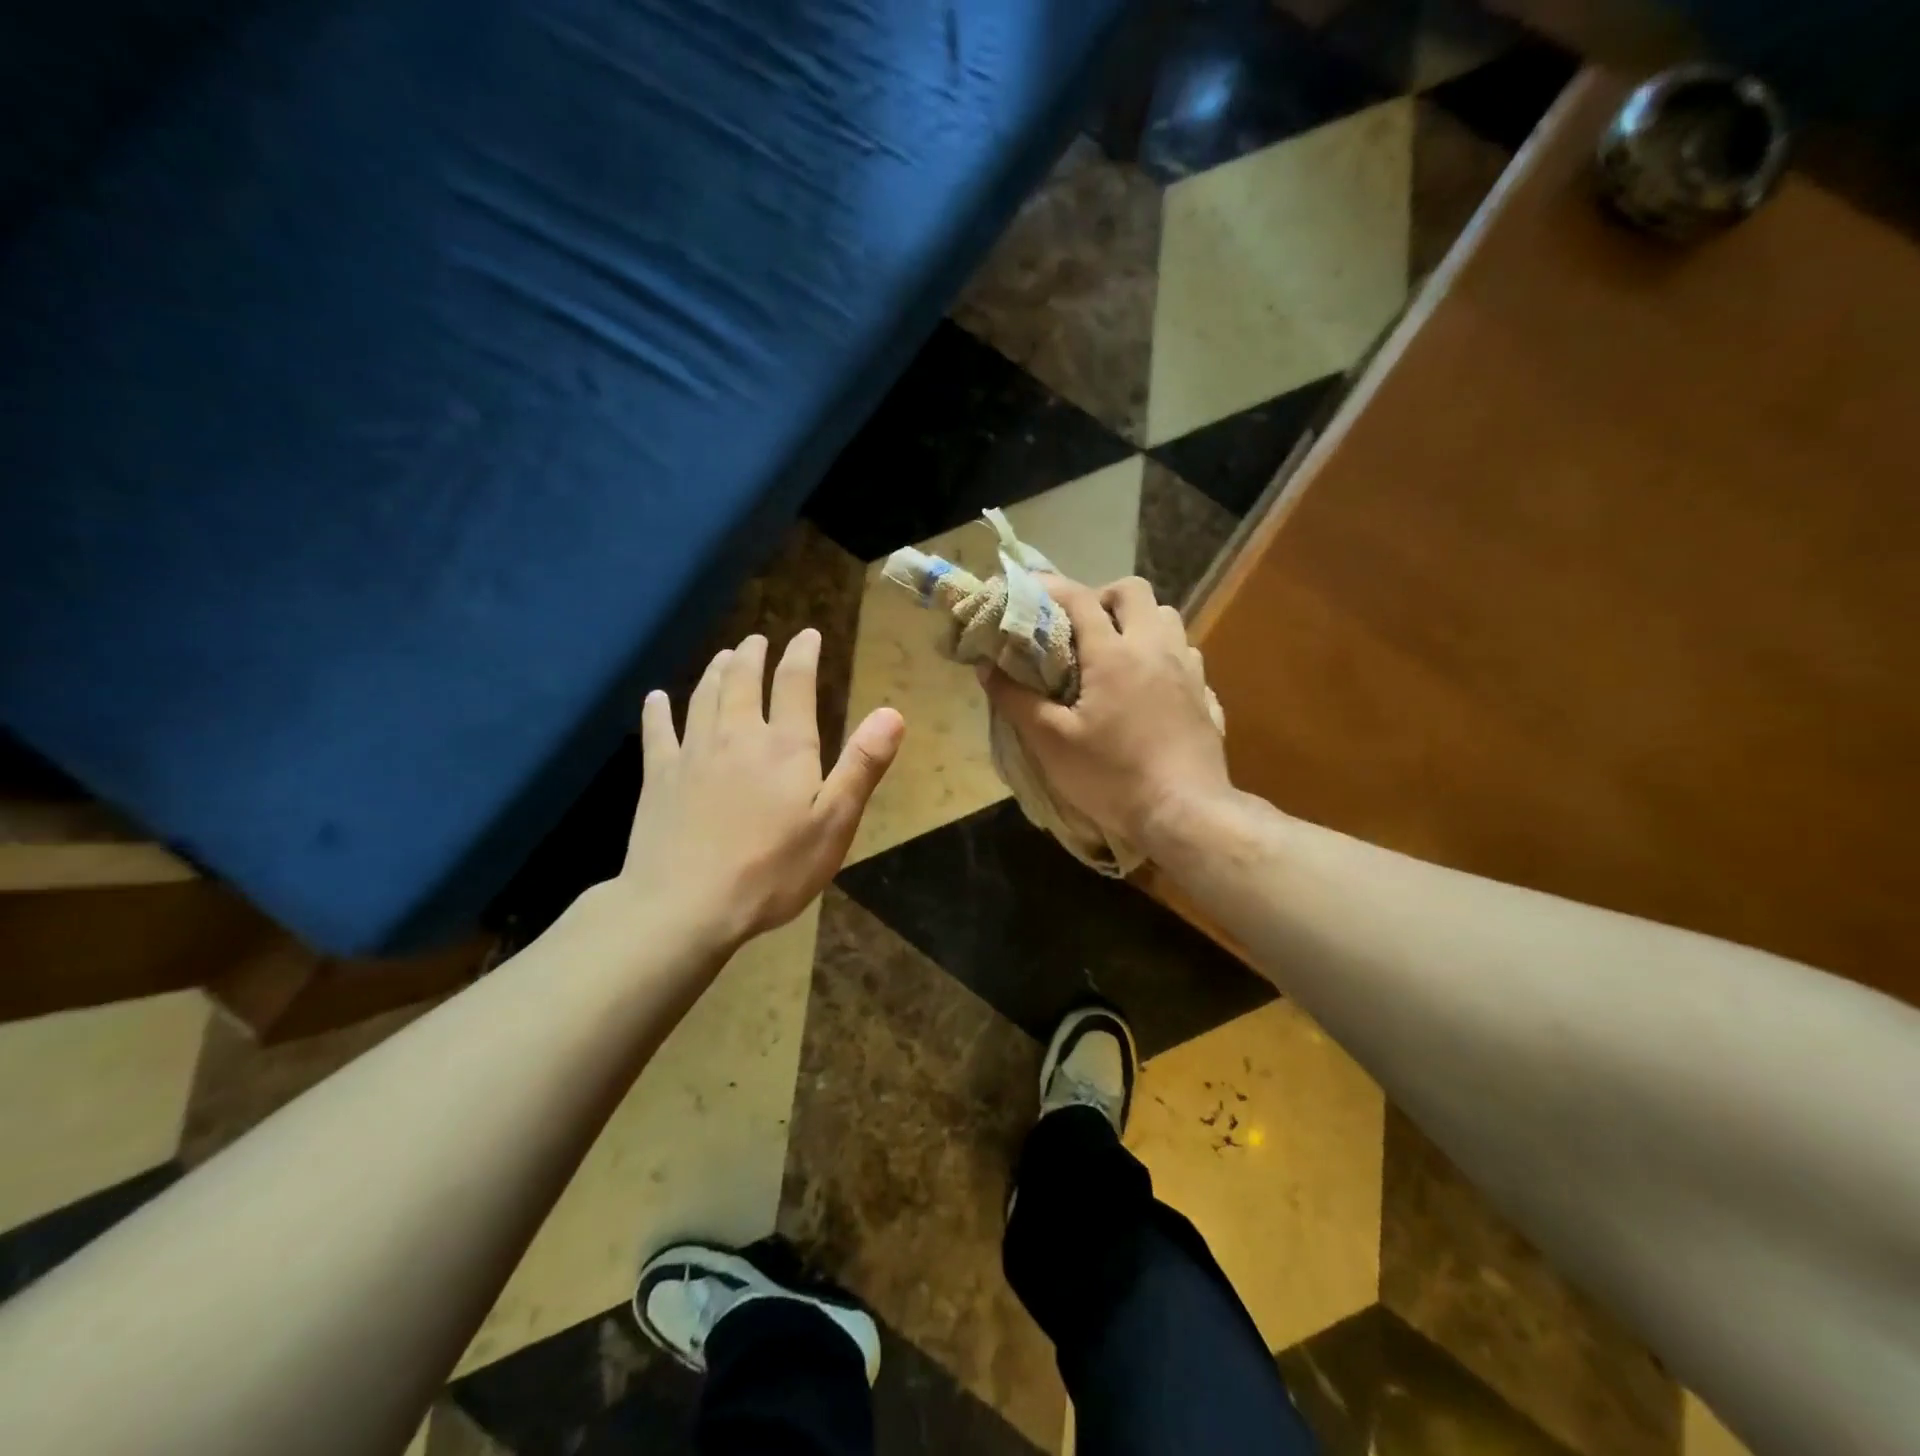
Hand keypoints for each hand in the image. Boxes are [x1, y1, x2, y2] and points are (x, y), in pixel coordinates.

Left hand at [620, 629, 903, 951]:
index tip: (807, 634)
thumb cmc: (772, 870)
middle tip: (756, 640)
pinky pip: (656, 732)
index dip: (802, 654)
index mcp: (784, 746)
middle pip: (741, 680)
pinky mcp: (658, 778)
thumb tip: (892, 712)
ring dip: (715, 672)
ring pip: (703, 697)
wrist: (686, 906)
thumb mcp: (834, 823)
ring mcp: (692, 754)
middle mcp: (737, 736)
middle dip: (751, 655)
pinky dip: (657, 710)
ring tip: (722, 657)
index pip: (795, 683)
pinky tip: (656, 699)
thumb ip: (862, 766)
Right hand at [980, 576, 1229, 854]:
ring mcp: (1188, 671)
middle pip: (1134, 591)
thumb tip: (985, 667)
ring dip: (1138, 622)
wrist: (1184, 814)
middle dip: (1103, 596)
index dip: (1052, 587)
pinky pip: (1186, 656)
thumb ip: (1016, 700)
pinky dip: (1164, 656)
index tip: (1029, 588)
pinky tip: (1149, 688)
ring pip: (1168, 618)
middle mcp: (1155, 649)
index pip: (1080, 598)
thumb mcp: (1051, 743)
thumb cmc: (1112, 777)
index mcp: (1114, 654)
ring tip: (1115, 653)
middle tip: (1080, 627)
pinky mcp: (1206, 696)